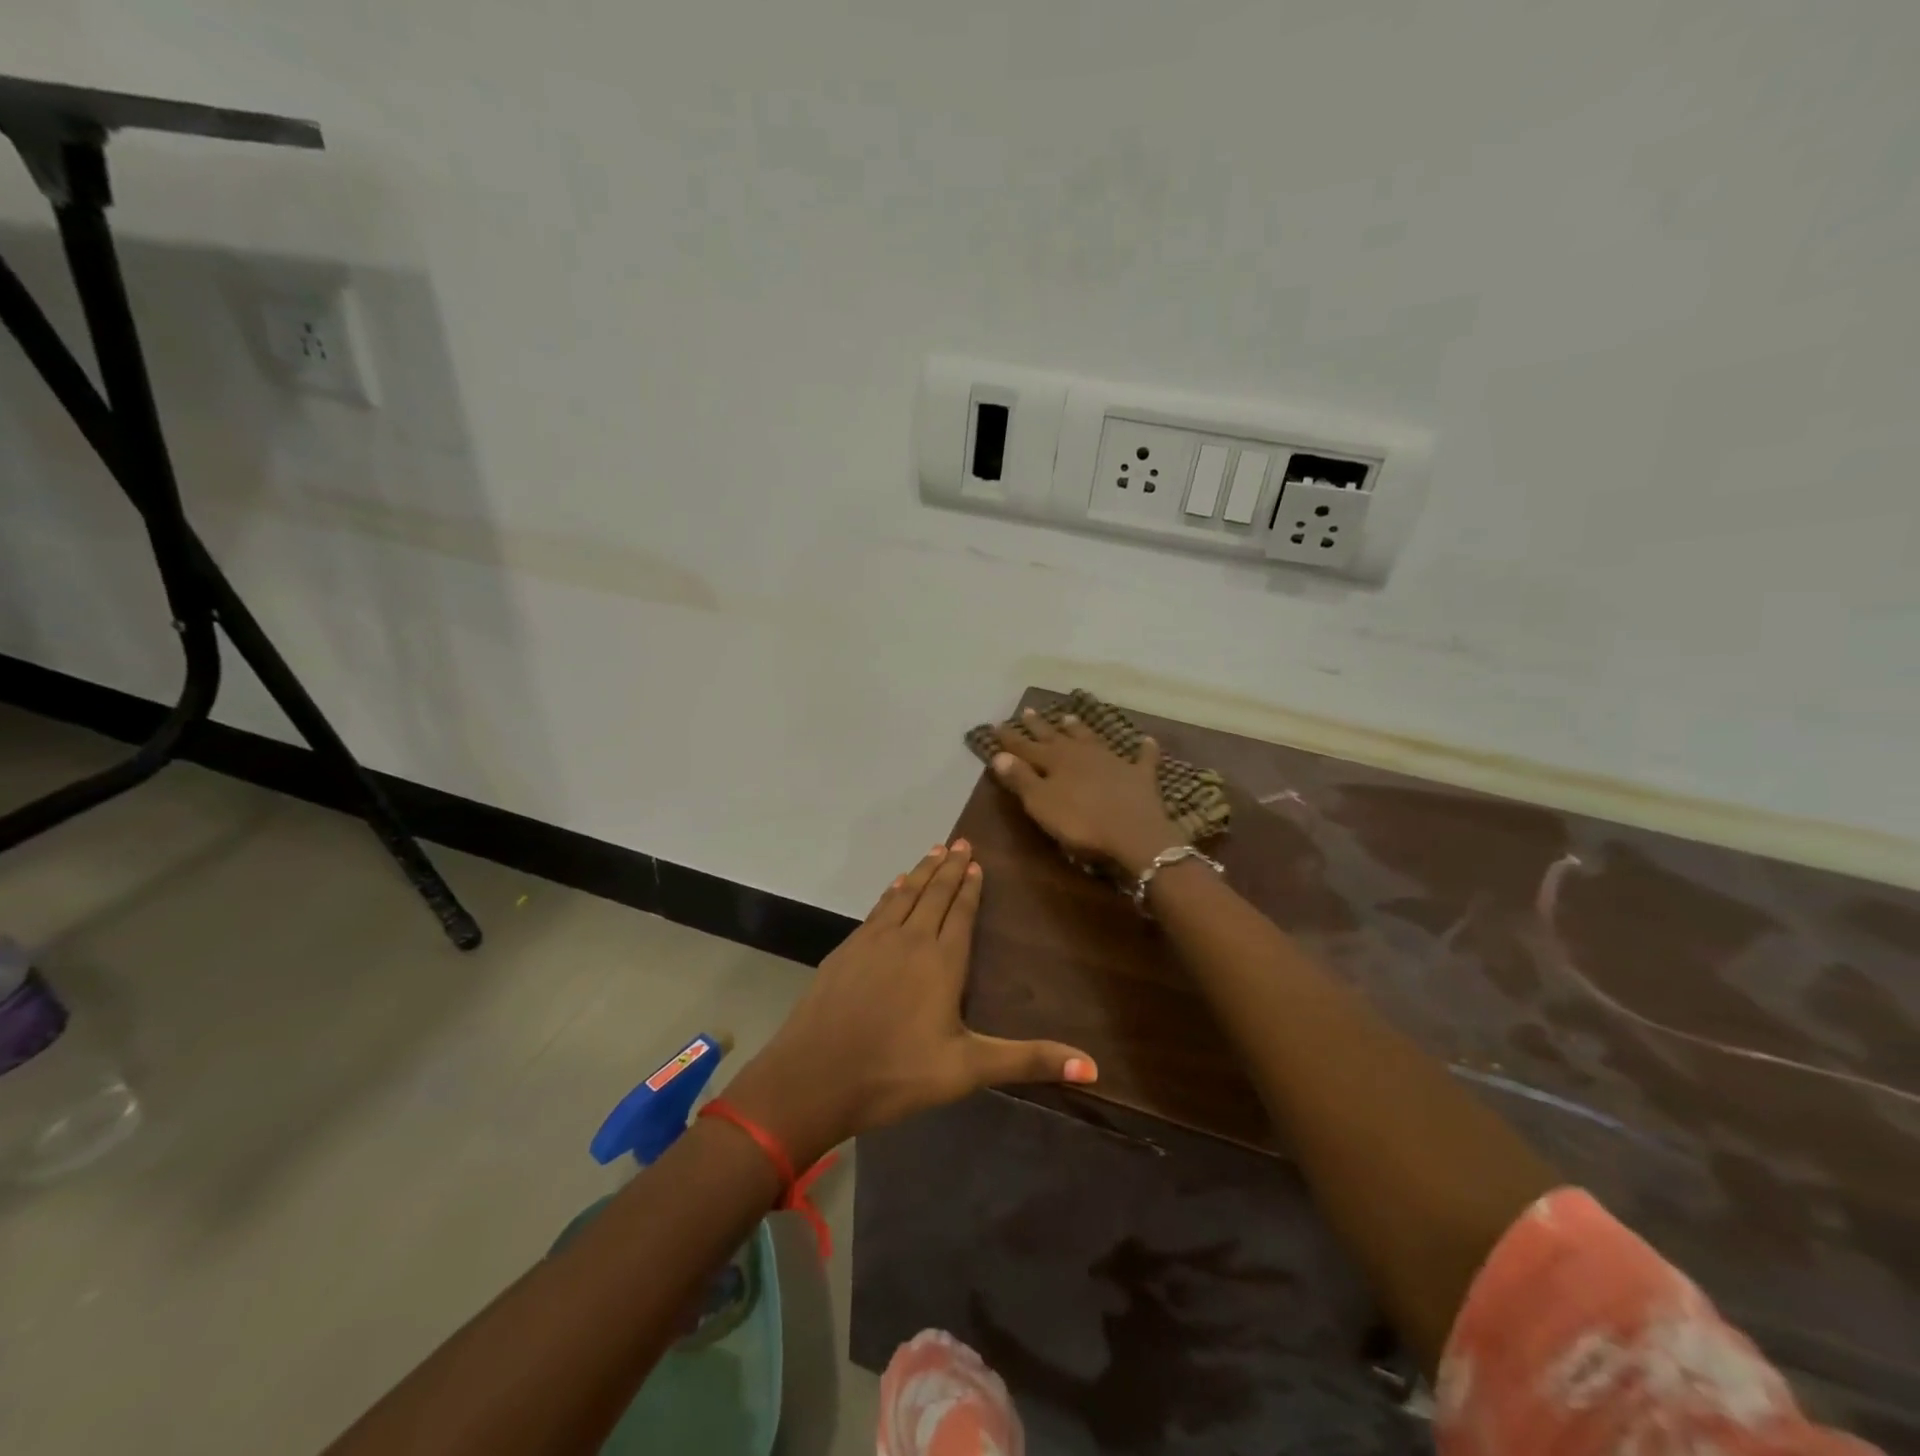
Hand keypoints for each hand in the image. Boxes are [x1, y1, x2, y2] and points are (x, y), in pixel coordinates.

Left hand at [724, 840, 1097, 1165]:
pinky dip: (891, 892)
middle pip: (933, 894)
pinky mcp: (847, 950)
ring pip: (904, 895)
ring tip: (933, 850)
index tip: (976, 861)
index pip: (960, 912)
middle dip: (948, 867)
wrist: (814, 1077)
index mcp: (941, 961)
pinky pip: (877, 909)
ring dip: (921, 871)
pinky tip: (894, 887)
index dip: (970, 887)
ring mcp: (873, 941)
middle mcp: (909, 940)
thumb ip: (1028, 1060)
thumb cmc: (896, 1073)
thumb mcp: (968, 1069)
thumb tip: (1093, 1068)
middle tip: (960, 841)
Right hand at [989, 708, 1185, 876]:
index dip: (1011, 739)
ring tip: (1068, 717)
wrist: (1134, 833)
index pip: (1026, 747)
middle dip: (1040, 726)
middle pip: (1056, 737)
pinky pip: (1142, 758)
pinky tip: (1147, 741)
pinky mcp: (1140, 776)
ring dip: (1079, 729)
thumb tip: (999, 755)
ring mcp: (1113, 761)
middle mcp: (1081, 754)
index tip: (997, 726)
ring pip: (1091, 739)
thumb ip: (1020, 779)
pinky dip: (1145, 750)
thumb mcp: (1041, 803)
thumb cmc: (1080, 821)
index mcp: (1055, 761)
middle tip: (1028, 711)